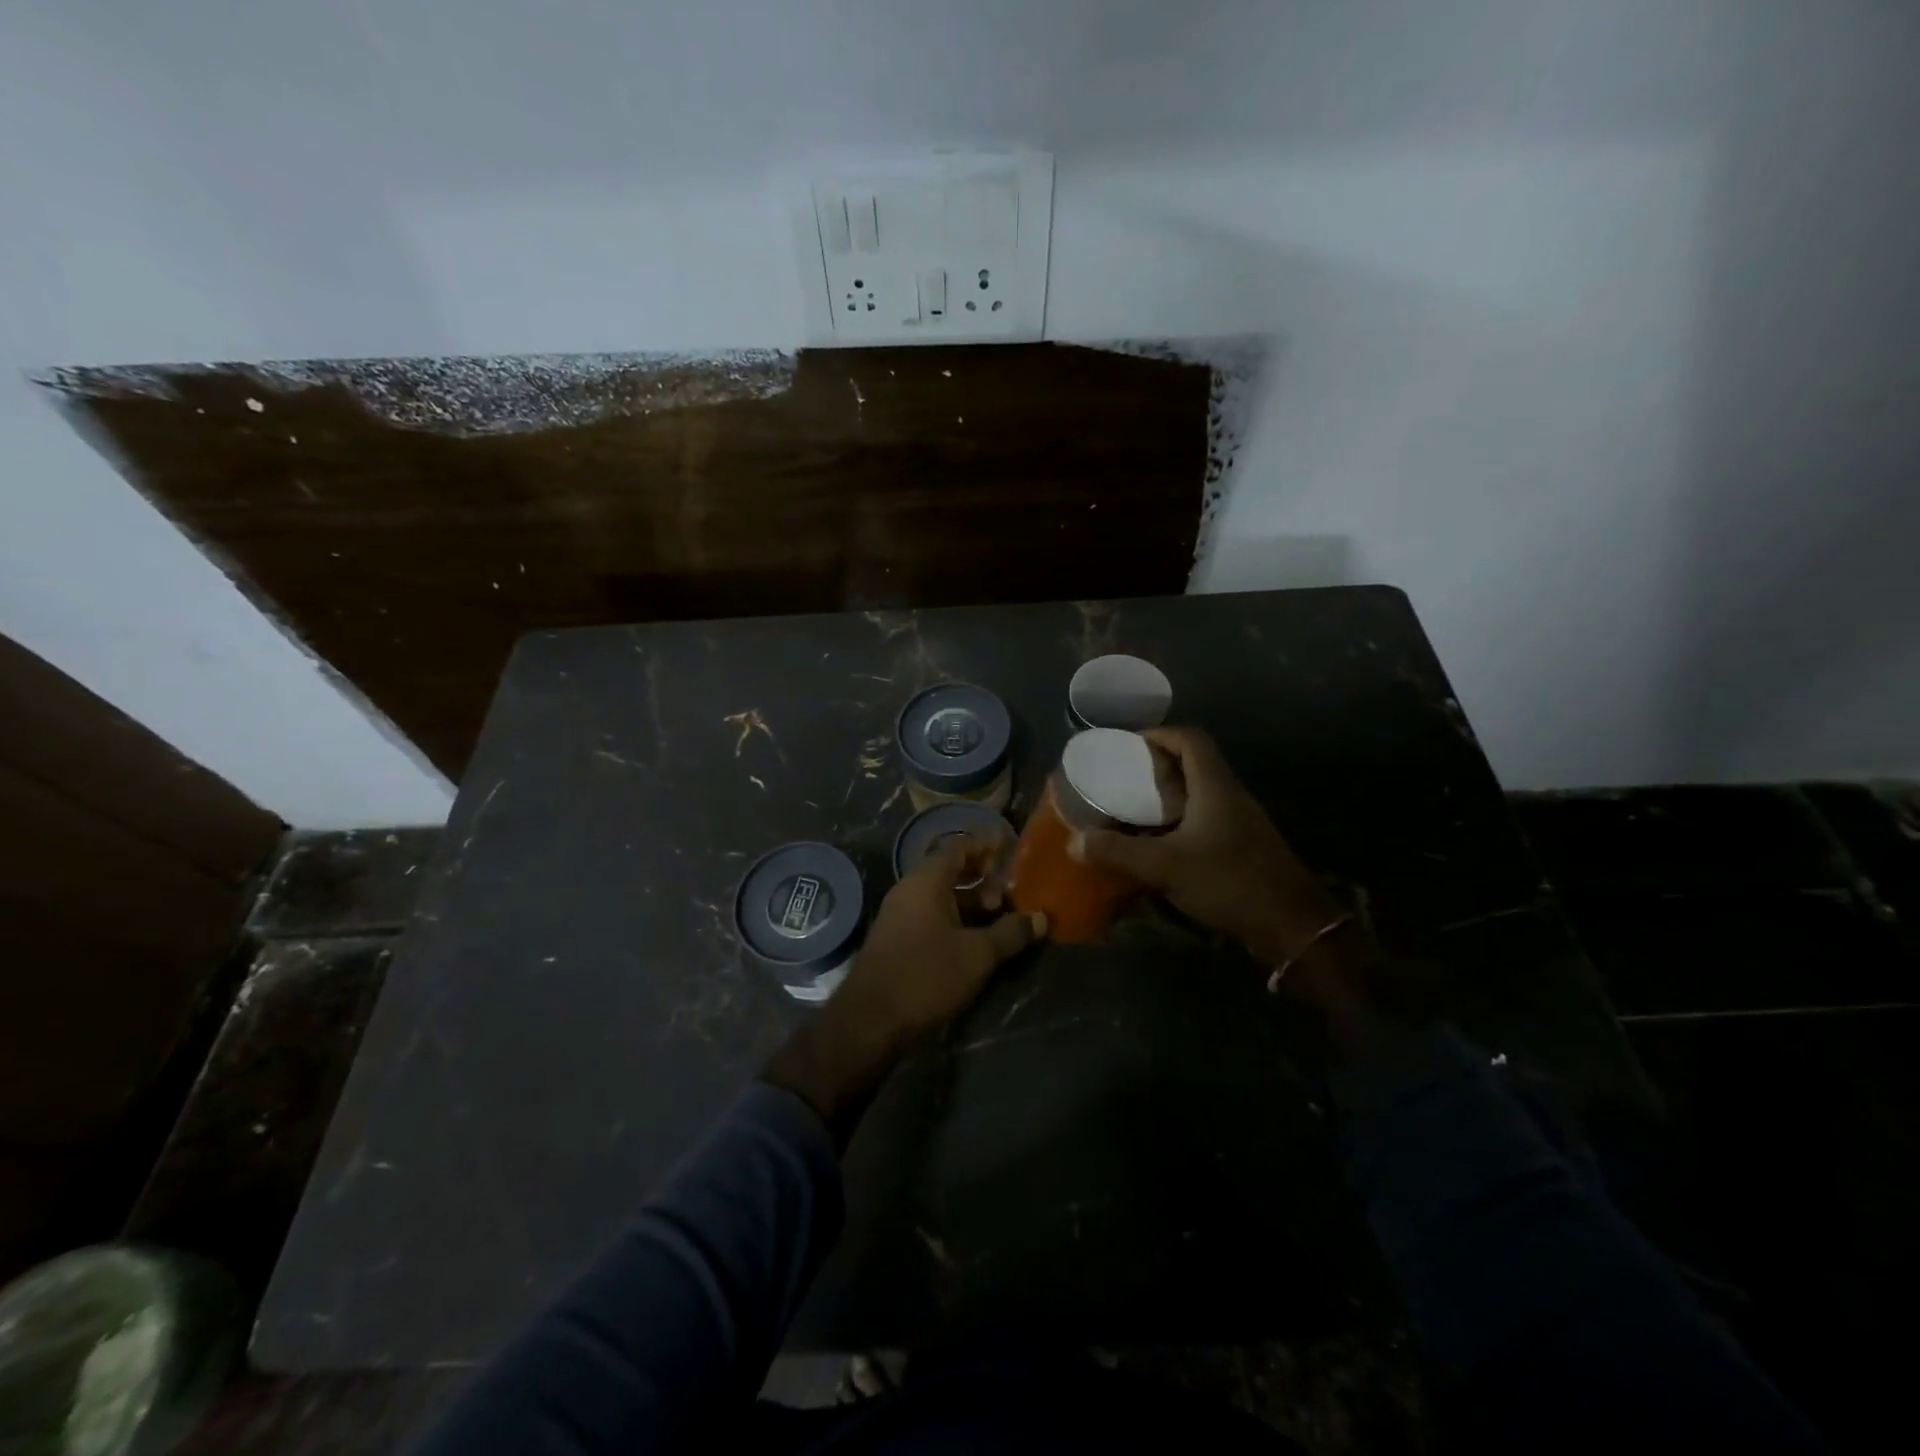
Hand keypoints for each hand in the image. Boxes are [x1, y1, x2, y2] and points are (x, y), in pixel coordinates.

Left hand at [764, 835, 1044, 1142]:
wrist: (870, 1020)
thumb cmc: (926, 974)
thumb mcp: (977, 954)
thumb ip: (1010, 933)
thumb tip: (1041, 918)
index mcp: (926, 882)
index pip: (958, 848)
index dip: (986, 847)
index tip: (1011, 851)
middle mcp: (910, 891)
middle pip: (950, 873)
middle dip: (983, 881)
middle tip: (1010, 896)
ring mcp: (900, 916)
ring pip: (942, 899)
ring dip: (971, 906)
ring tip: (1000, 921)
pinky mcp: (897, 941)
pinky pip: (932, 918)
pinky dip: (956, 922)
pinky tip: (976, 943)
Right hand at [1067, 727, 1345, 971]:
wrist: (1291, 925)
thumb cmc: (1230, 882)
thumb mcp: (1166, 867)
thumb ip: (1119, 852)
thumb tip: (1075, 842)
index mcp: (1215, 786)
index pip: (1190, 739)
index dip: (1159, 735)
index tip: (1128, 746)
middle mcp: (1229, 795)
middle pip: (1192, 764)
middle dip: (1156, 767)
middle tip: (1122, 780)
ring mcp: (1239, 821)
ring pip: (1198, 793)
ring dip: (1166, 796)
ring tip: (1132, 809)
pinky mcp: (1241, 845)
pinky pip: (1204, 819)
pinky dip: (1178, 822)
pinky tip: (1158, 844)